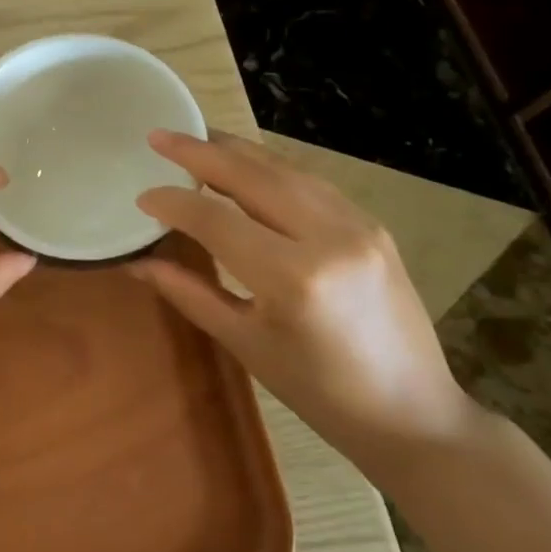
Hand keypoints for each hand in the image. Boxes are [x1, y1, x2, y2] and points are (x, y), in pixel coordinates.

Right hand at [134, 130, 479, 473]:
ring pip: (283, 169)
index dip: (173, 203)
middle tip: (159, 137)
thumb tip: (137, 263)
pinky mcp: (372, 224)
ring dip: (235, 151)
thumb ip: (189, 292)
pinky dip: (268, 168)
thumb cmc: (319, 393)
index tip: (141, 197)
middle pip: (251, 176)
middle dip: (199, 152)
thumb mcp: (245, 343)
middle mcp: (329, 237)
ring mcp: (358, 225)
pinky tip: (245, 166)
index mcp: (293, 278)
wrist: (413, 414)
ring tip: (195, 140)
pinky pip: (309, 182)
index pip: (216, 220)